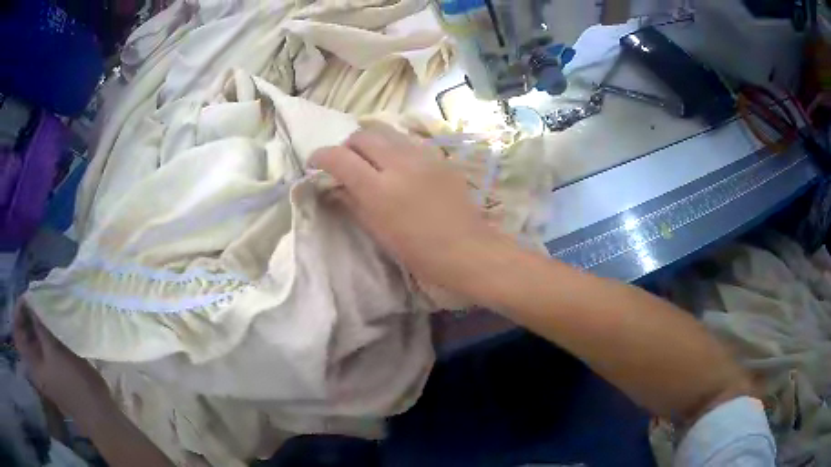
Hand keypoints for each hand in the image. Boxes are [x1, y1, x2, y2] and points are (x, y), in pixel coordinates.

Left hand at [13, 302, 111, 418]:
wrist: (97, 411)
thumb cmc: (72, 383)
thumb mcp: (54, 352)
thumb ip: (40, 324)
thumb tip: (31, 297)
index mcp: (31, 364)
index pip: (17, 331)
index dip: (18, 312)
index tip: (27, 297)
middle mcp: (35, 365)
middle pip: (25, 332)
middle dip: (28, 314)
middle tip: (37, 298)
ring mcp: (45, 367)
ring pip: (35, 337)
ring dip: (38, 321)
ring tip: (46, 307)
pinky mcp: (55, 367)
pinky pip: (45, 343)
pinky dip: (47, 330)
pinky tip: (55, 323)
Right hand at [310, 125, 508, 298]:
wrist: (467, 249)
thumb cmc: (419, 252)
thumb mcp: (378, 232)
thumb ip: (352, 203)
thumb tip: (334, 186)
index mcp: (379, 189)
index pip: (340, 158)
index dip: (321, 156)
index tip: (315, 163)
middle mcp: (399, 163)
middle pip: (363, 135)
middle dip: (347, 146)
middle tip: (345, 163)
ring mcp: (422, 156)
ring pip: (386, 131)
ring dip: (370, 141)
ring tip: (370, 160)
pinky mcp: (439, 156)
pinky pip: (408, 141)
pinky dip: (393, 146)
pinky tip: (397, 164)